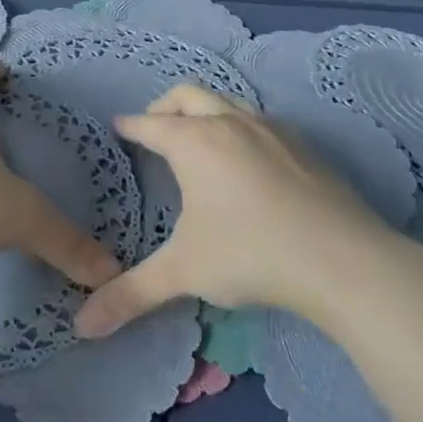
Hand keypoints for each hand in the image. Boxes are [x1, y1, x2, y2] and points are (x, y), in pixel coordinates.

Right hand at [74, 85, 406, 336]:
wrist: (340, 258)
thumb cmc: (250, 254)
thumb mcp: (184, 273)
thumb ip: (131, 294)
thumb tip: (82, 326)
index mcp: (195, 143)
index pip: (151, 124)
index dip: (131, 125)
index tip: (119, 126)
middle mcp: (230, 123)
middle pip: (189, 95)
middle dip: (165, 106)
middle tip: (154, 127)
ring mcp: (272, 129)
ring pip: (228, 100)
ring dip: (206, 110)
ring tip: (200, 138)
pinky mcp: (303, 145)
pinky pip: (260, 120)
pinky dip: (240, 126)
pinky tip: (249, 160)